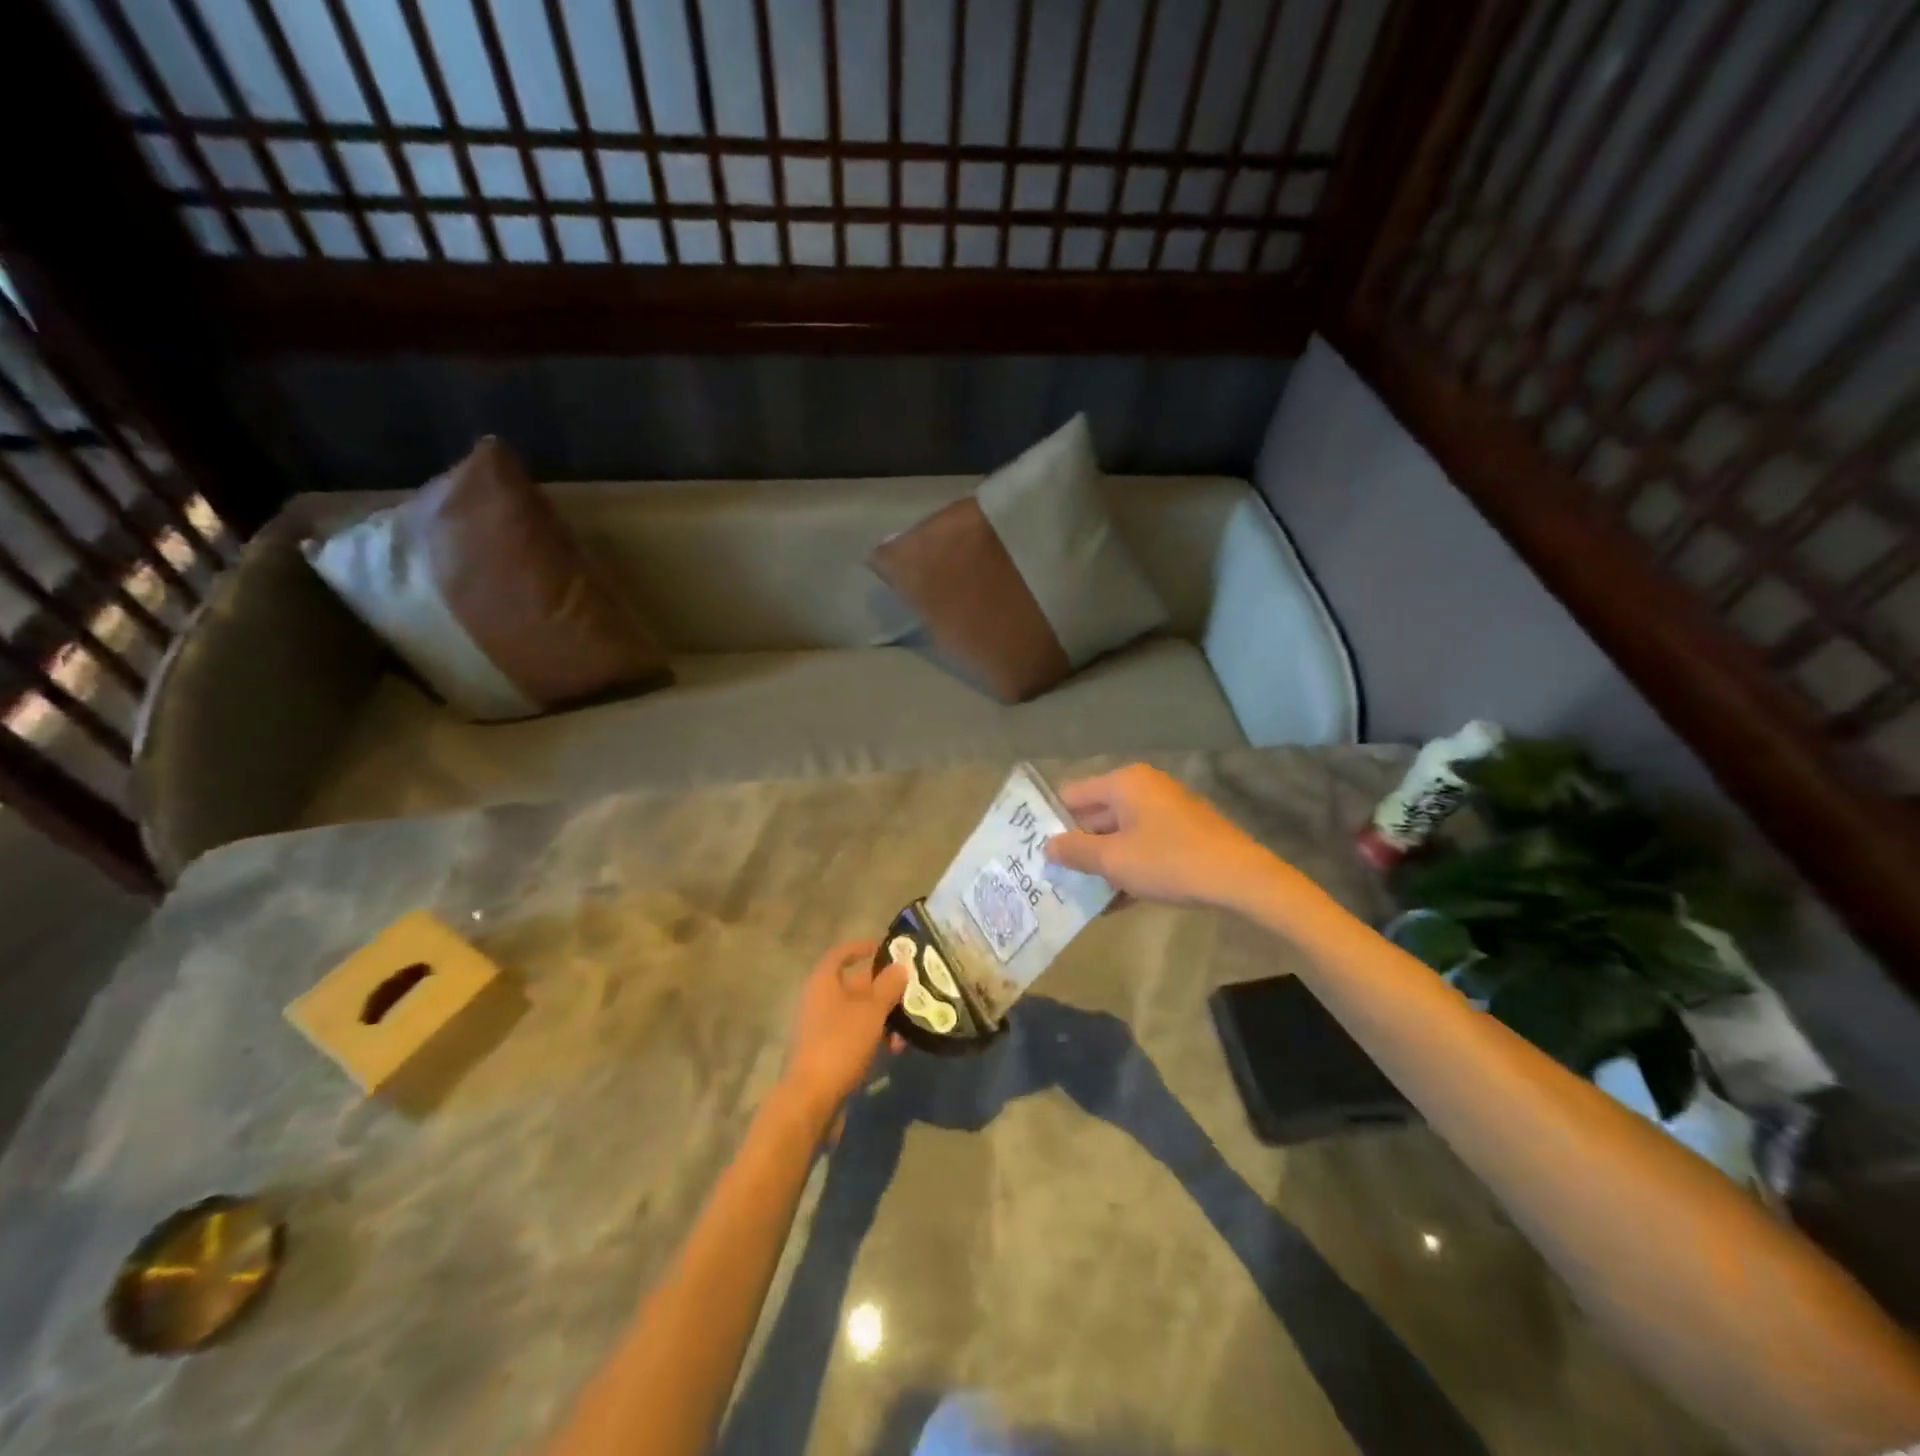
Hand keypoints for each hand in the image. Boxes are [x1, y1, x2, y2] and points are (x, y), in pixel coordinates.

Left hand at [779, 940, 907, 1118]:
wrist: (812, 1099)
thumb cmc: (840, 1044)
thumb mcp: (871, 1011)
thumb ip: (888, 986)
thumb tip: (900, 966)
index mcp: (824, 982)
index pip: (842, 953)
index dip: (864, 947)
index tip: (889, 949)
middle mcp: (820, 1000)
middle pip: (856, 984)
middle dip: (885, 988)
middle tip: (913, 990)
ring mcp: (823, 1027)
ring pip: (860, 1012)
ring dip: (885, 1016)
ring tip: (908, 1027)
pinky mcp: (829, 1052)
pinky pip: (856, 1034)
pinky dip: (875, 1037)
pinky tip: (894, 1049)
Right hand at [1045, 764, 1282, 911]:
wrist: (1240, 879)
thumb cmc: (1169, 861)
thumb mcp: (1114, 860)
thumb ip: (1075, 851)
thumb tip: (1047, 846)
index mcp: (1124, 783)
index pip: (1072, 794)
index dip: (1051, 820)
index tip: (1034, 848)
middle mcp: (1143, 788)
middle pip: (1095, 814)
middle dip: (1076, 845)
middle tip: (1052, 874)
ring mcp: (1165, 810)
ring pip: (1119, 833)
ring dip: (1101, 861)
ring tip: (1079, 893)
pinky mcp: (1181, 833)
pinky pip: (1142, 845)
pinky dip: (1127, 866)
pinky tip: (1115, 901)